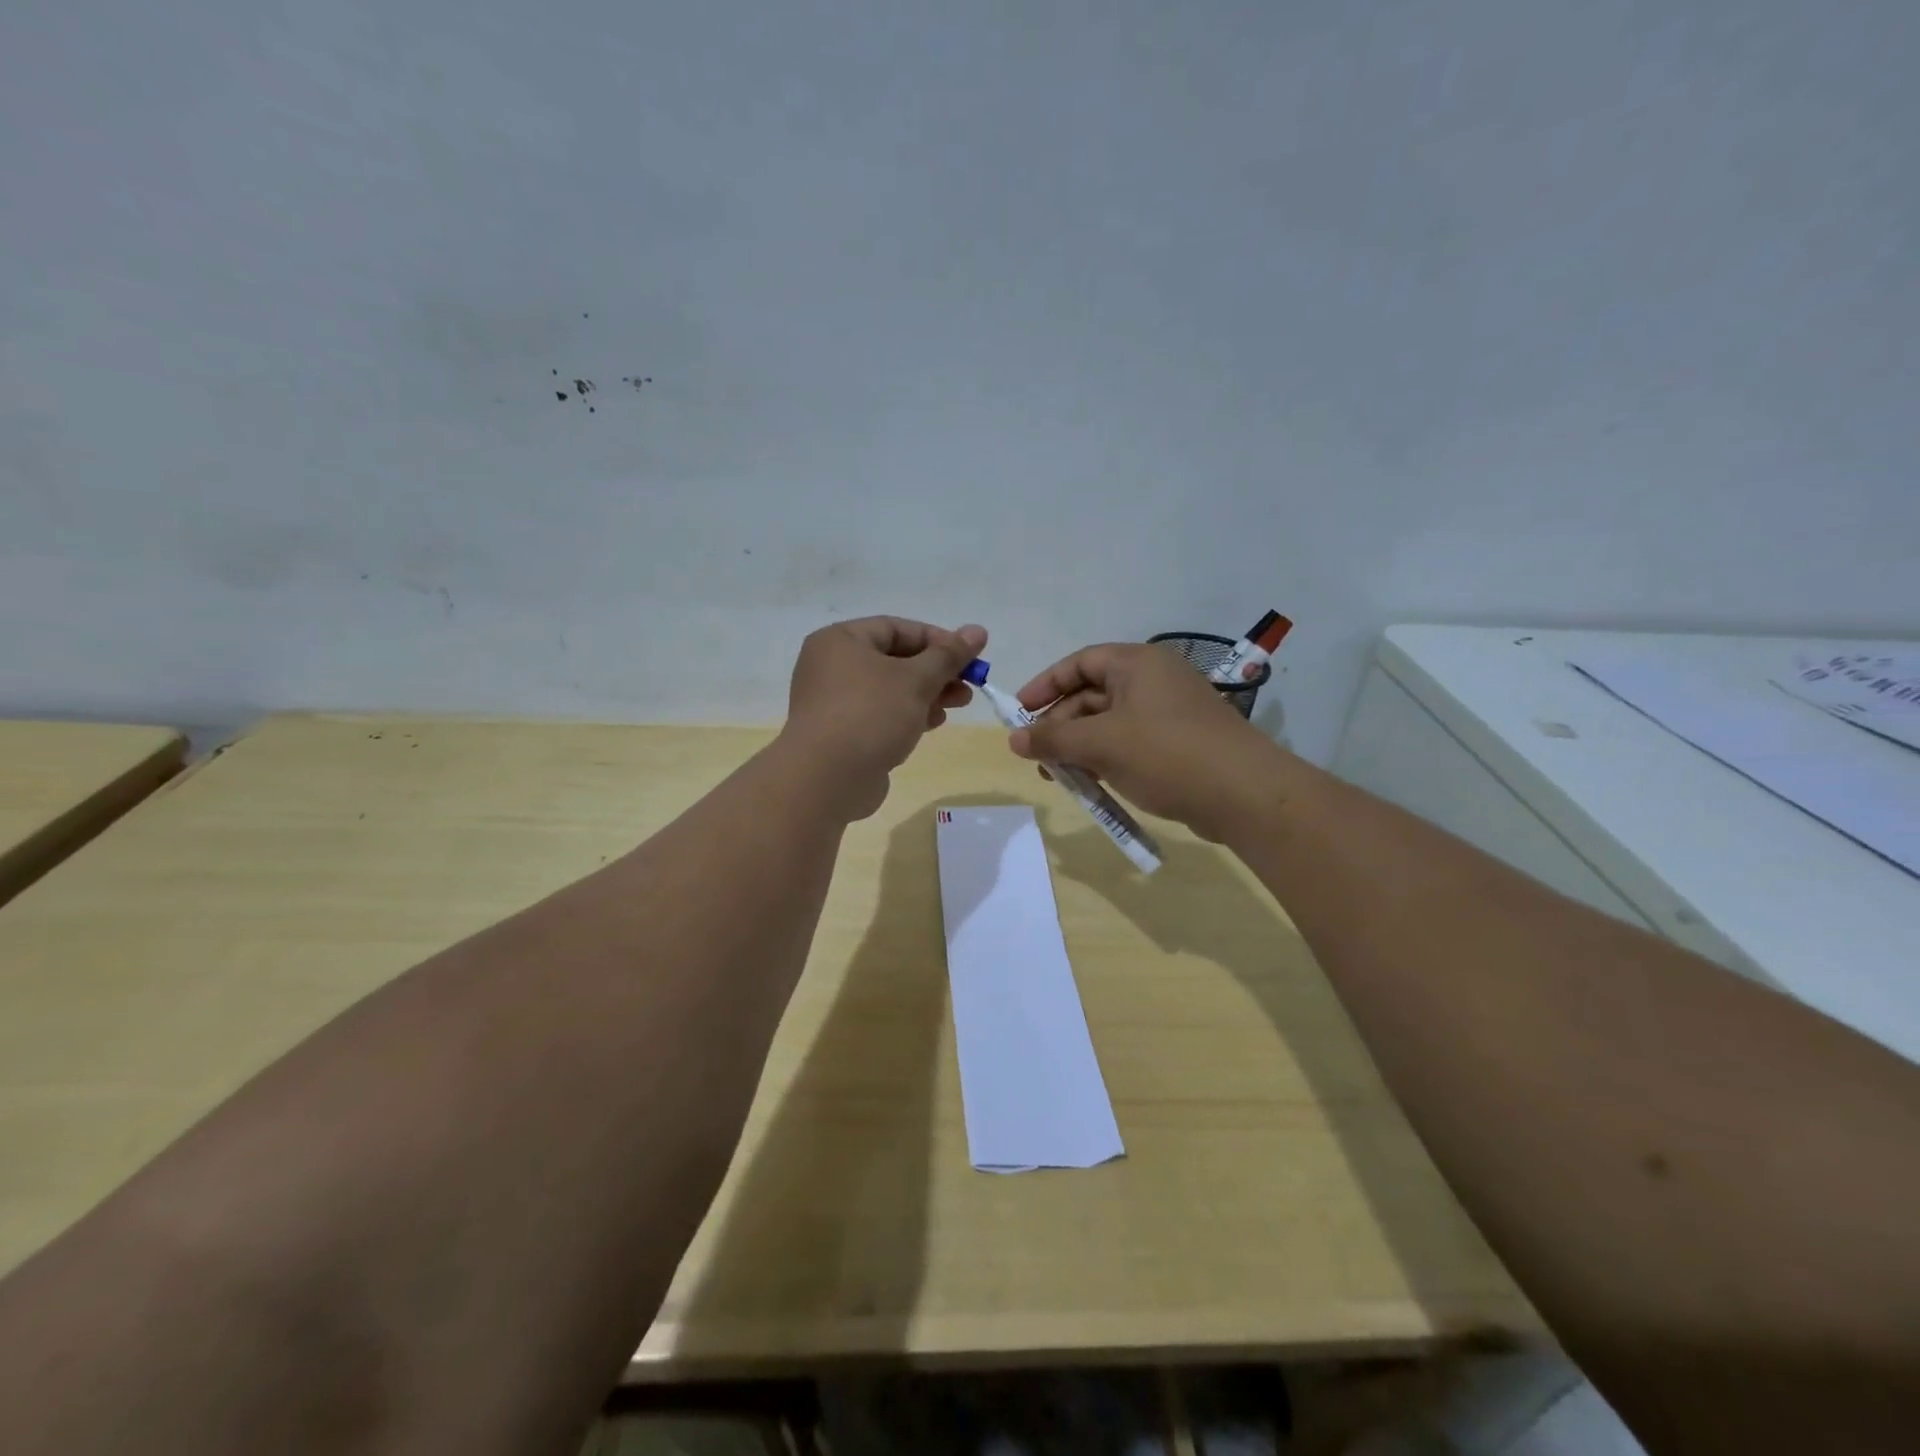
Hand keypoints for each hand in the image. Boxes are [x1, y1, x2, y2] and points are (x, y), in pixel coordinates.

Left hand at [779, 616, 987, 818]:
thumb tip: (977, 630)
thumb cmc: (871, 714)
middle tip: (970, 683)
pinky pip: (881, 714)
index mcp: (841, 641)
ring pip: (890, 689)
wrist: (827, 779)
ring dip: (927, 693)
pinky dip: (908, 714)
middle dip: (936, 670)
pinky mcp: (842, 733)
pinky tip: (934, 723)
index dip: (937, 639)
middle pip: (894, 659)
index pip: (896, 628)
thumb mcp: (916, 679)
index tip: (969, 656)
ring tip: (960, 703)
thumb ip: (948, 656)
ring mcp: (835, 702)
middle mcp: (832, 666)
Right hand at [1008, 642, 1281, 840]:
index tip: (1019, 712)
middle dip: (1060, 725)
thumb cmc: (1166, 753)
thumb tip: (1013, 739)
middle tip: (1036, 756)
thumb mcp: (1101, 744)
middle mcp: (1153, 680)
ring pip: (1109, 723)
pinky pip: (1129, 743)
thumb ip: (1053, 739)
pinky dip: (1105, 759)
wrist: (1244, 794)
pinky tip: (1089, 784)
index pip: (1080, 662)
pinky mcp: (1178, 743)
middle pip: (1092, 694)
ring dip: (1079, 746)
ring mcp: (1168, 713)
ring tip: (1058, 776)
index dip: (1045, 685)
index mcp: (1137, 663)